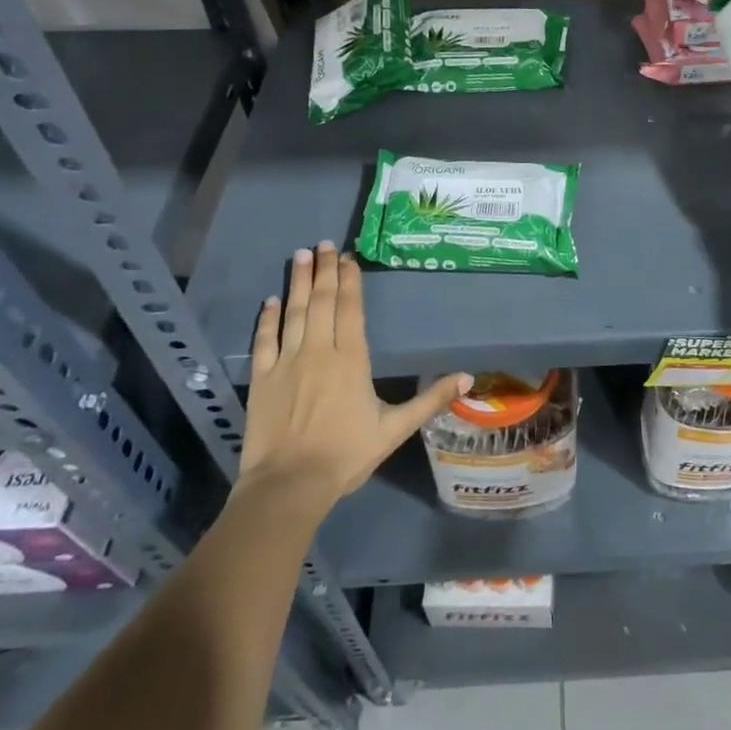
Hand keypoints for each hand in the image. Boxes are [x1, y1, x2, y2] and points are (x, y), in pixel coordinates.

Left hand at [238, 243, 469, 513]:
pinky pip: (264, 340)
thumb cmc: (346, 454)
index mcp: (351, 358)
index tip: (348, 257)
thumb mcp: (395, 429)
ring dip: (299, 282)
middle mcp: (319, 350)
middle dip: (325, 270)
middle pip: (323, 301)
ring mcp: (286, 361)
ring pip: (294, 312)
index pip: (350, 308)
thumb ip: (430, 400)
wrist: (290, 485)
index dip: (350, 280)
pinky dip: (268, 318)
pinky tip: (271, 300)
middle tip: (323, 244)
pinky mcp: (261, 378)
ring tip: (301, 255)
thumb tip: (468, 377)